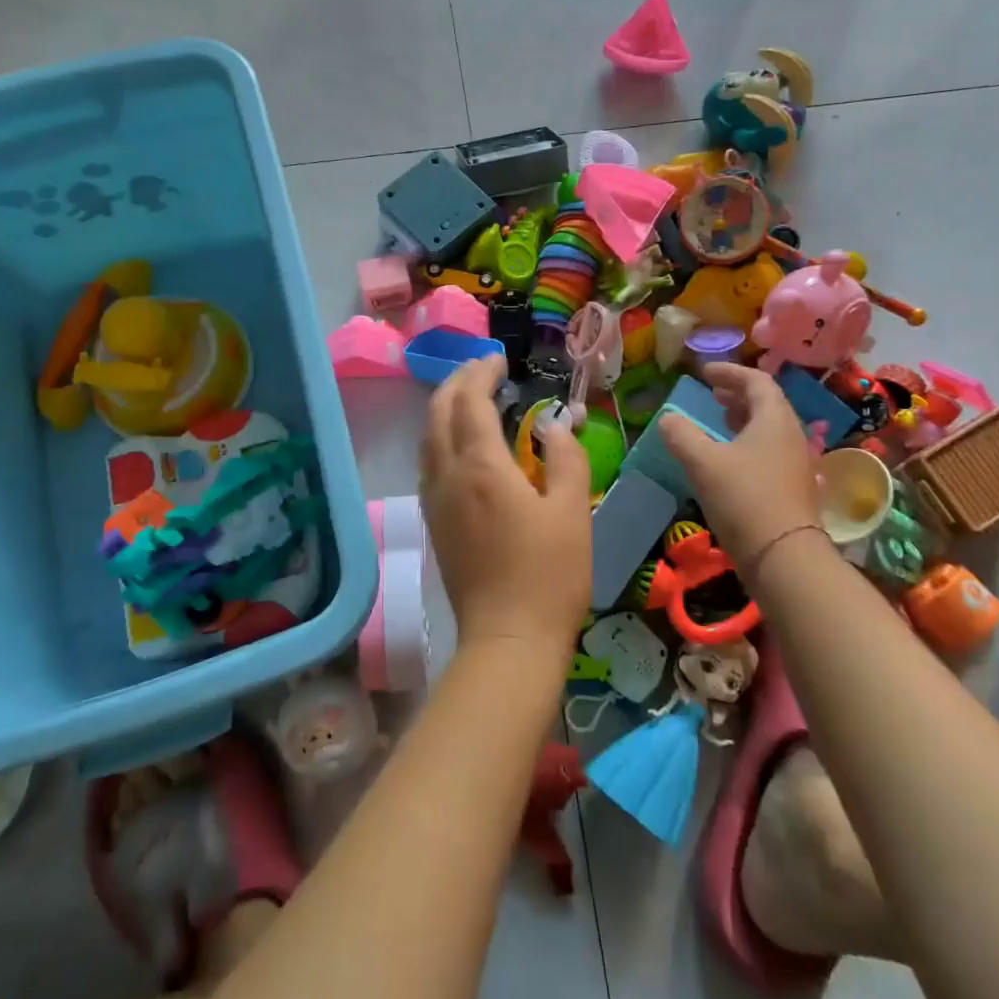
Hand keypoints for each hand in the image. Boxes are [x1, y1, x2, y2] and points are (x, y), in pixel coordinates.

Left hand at [419, 354, 590, 656]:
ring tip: (469, 398)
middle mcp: (447, 475)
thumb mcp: (572, 510)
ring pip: (427, 437)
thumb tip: (555, 424)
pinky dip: (439, 437)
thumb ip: (565, 458)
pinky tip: (459, 445)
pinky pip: (427, 463)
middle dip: (457, 382)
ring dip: (443, 408)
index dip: (482, 374)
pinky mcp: (434, 523)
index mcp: (481, 466)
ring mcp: (434, 500)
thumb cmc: (549, 575)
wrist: (508, 639)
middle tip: (482, 369)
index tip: (500, 360)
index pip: (471, 402)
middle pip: (438, 412)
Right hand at [659, 363, 821, 566]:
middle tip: (711, 394)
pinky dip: (747, 443)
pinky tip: (728, 460)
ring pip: (768, 429)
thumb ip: (682, 435)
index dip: (730, 372)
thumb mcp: (703, 463)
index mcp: (774, 420)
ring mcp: (795, 463)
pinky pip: (769, 451)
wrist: (784, 557)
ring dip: (742, 420)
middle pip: (766, 404)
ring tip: (717, 422)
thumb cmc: (744, 499)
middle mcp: (791, 435)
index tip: (704, 372)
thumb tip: (668, 418)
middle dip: (737, 395)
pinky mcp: (791, 488)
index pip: (757, 381)